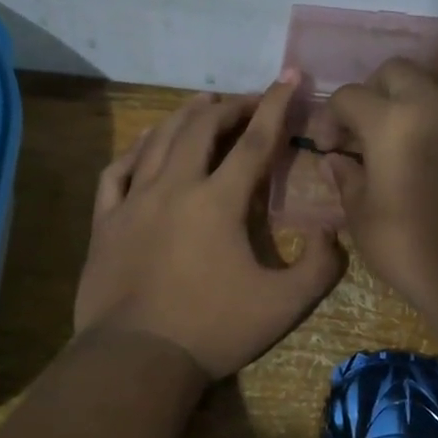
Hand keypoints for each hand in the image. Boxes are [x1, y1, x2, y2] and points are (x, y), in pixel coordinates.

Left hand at [74, 73, 345, 380]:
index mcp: (218, 201)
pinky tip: (145, 146)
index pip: (254, 141)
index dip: (275, 106)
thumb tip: (331, 233)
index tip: (289, 78)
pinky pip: (117, 171)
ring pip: (158, 141)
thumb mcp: (284, 305)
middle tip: (249, 104)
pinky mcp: (106, 222)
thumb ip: (319, 266)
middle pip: (202, 129)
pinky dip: (136, 150)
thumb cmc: (213, 330)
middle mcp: (174, 187)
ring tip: (203, 105)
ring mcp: (133, 202)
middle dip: (230, 107)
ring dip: (184, 117)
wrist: (136, 359)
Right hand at [319, 43, 437, 328]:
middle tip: (378, 126)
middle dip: (378, 91)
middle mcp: (433, 103)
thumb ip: (347, 182)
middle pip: (398, 68)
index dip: (331, 117)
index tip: (332, 146)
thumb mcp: (363, 221)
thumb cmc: (413, 253)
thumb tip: (336, 160)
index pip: (348, 97)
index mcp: (388, 123)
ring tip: (433, 100)